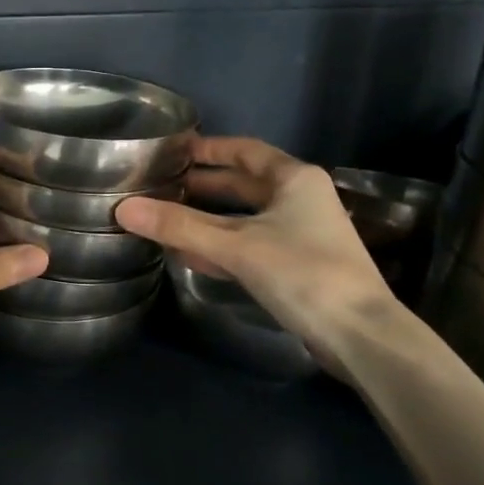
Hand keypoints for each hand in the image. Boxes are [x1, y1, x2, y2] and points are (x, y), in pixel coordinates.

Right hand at [114, 135, 400, 368]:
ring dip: (207, 219)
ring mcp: (300, 234)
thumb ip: (180, 226)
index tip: (172, 151)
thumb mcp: (236, 246)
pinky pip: (249, 245)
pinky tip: (189, 254)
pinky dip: (221, 246)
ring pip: (244, 218)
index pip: (243, 151)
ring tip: (164, 218)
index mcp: (294, 179)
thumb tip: (123, 208)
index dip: (208, 149)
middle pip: (242, 184)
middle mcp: (299, 199)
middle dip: (201, 186)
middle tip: (159, 186)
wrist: (360, 335)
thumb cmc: (302, 273)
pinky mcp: (296, 265)